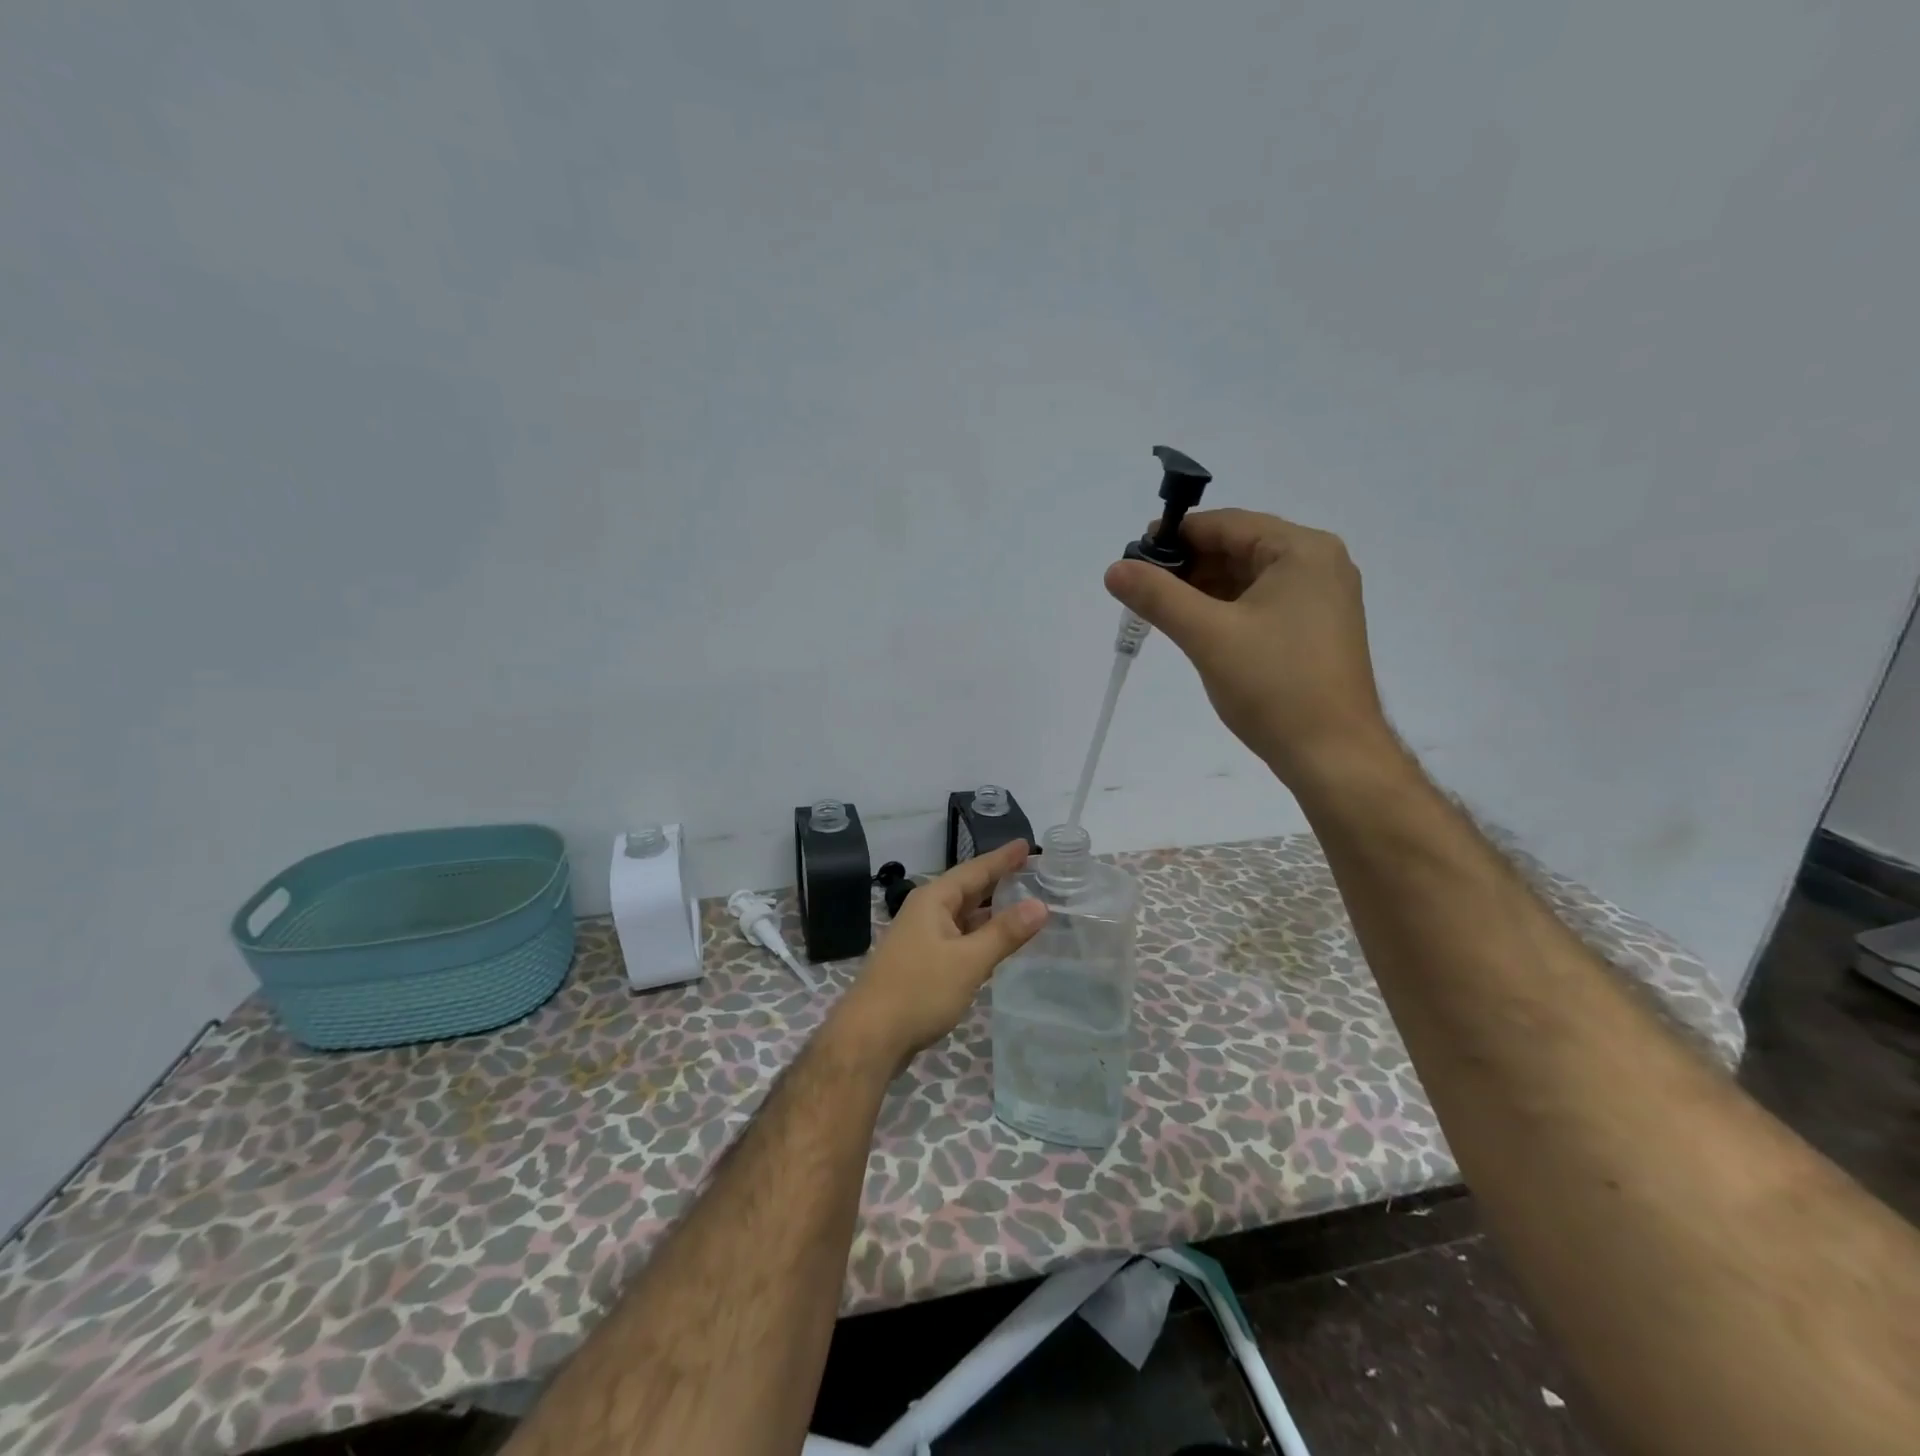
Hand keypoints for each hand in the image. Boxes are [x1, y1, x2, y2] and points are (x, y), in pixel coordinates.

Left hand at [830, 840, 1046, 1072]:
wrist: (869, 1037)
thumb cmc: (919, 991)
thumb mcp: (968, 961)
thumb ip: (1004, 933)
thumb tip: (1040, 905)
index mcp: (933, 900)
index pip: (975, 870)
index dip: (1002, 858)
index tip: (1027, 845)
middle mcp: (925, 912)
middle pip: (968, 890)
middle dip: (998, 881)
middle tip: (1032, 871)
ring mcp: (921, 938)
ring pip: (963, 916)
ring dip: (991, 911)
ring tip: (1024, 904)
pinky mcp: (922, 963)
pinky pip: (958, 938)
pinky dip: (980, 936)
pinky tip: (997, 943)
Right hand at [1105, 508, 1392, 786]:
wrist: (1332, 755)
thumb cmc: (1274, 686)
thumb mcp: (1208, 635)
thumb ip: (1158, 597)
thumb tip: (1115, 569)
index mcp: (1303, 551)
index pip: (1228, 524)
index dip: (1178, 534)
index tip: (1135, 554)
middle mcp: (1318, 566)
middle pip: (1239, 548)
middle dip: (1189, 565)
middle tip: (1142, 587)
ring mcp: (1321, 601)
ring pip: (1248, 579)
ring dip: (1203, 589)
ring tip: (1160, 609)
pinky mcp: (1314, 632)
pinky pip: (1261, 605)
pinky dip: (1225, 610)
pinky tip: (1194, 626)